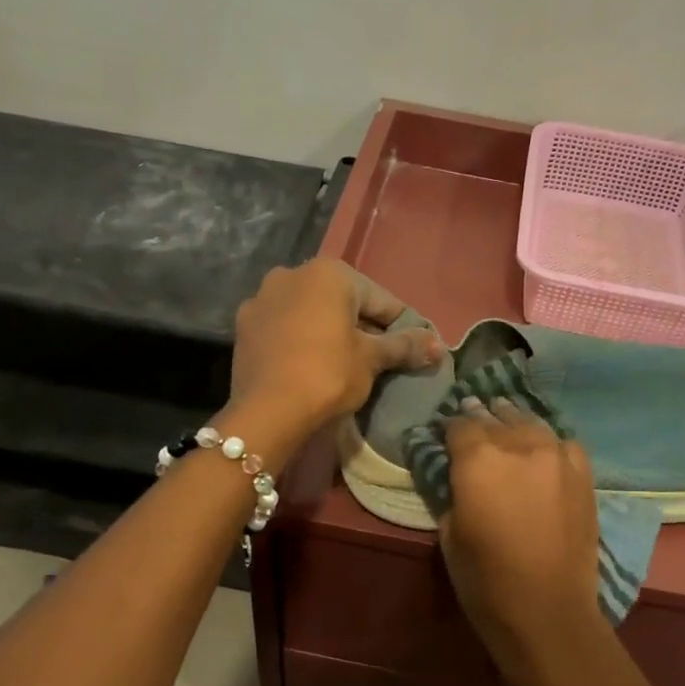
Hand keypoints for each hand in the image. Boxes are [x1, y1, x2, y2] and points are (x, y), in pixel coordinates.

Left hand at [227, 259, 441, 452]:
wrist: (266, 412)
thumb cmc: (328, 375)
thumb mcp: (371, 360)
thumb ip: (405, 346)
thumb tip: (439, 345)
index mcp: (329, 273)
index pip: (381, 299)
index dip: (403, 326)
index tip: (415, 348)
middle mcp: (292, 274)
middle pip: (344, 302)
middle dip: (364, 327)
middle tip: (383, 359)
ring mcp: (263, 298)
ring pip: (312, 313)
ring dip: (331, 332)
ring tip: (347, 364)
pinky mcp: (245, 326)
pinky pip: (286, 328)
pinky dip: (303, 340)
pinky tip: (311, 365)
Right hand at [438, 398, 619, 685]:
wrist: (547, 610)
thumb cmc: (485, 579)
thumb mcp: (448, 533)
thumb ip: (452, 491)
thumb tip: (456, 474)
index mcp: (478, 459)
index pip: (459, 425)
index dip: (449, 428)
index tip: (444, 435)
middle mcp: (518, 445)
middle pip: (495, 418)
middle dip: (481, 417)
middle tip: (472, 414)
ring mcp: (556, 456)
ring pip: (530, 423)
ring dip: (513, 420)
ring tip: (505, 417)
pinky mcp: (582, 474)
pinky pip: (563, 442)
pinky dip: (548, 441)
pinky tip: (543, 448)